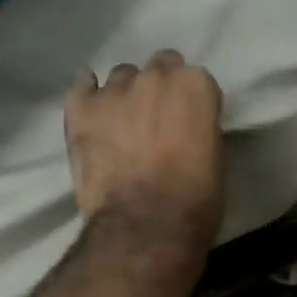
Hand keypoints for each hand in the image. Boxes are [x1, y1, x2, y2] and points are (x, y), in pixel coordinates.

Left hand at [66, 50, 224, 255]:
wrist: (144, 227)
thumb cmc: (193, 202)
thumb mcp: (215, 159)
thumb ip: (201, 128)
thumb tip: (187, 128)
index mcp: (194, 85)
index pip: (196, 80)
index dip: (192, 104)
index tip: (189, 124)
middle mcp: (155, 76)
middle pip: (159, 69)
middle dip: (160, 91)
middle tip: (157, 122)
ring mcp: (114, 90)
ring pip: (121, 78)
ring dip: (126, 95)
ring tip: (122, 125)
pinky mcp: (81, 109)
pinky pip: (81, 86)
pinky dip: (88, 93)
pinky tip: (91, 107)